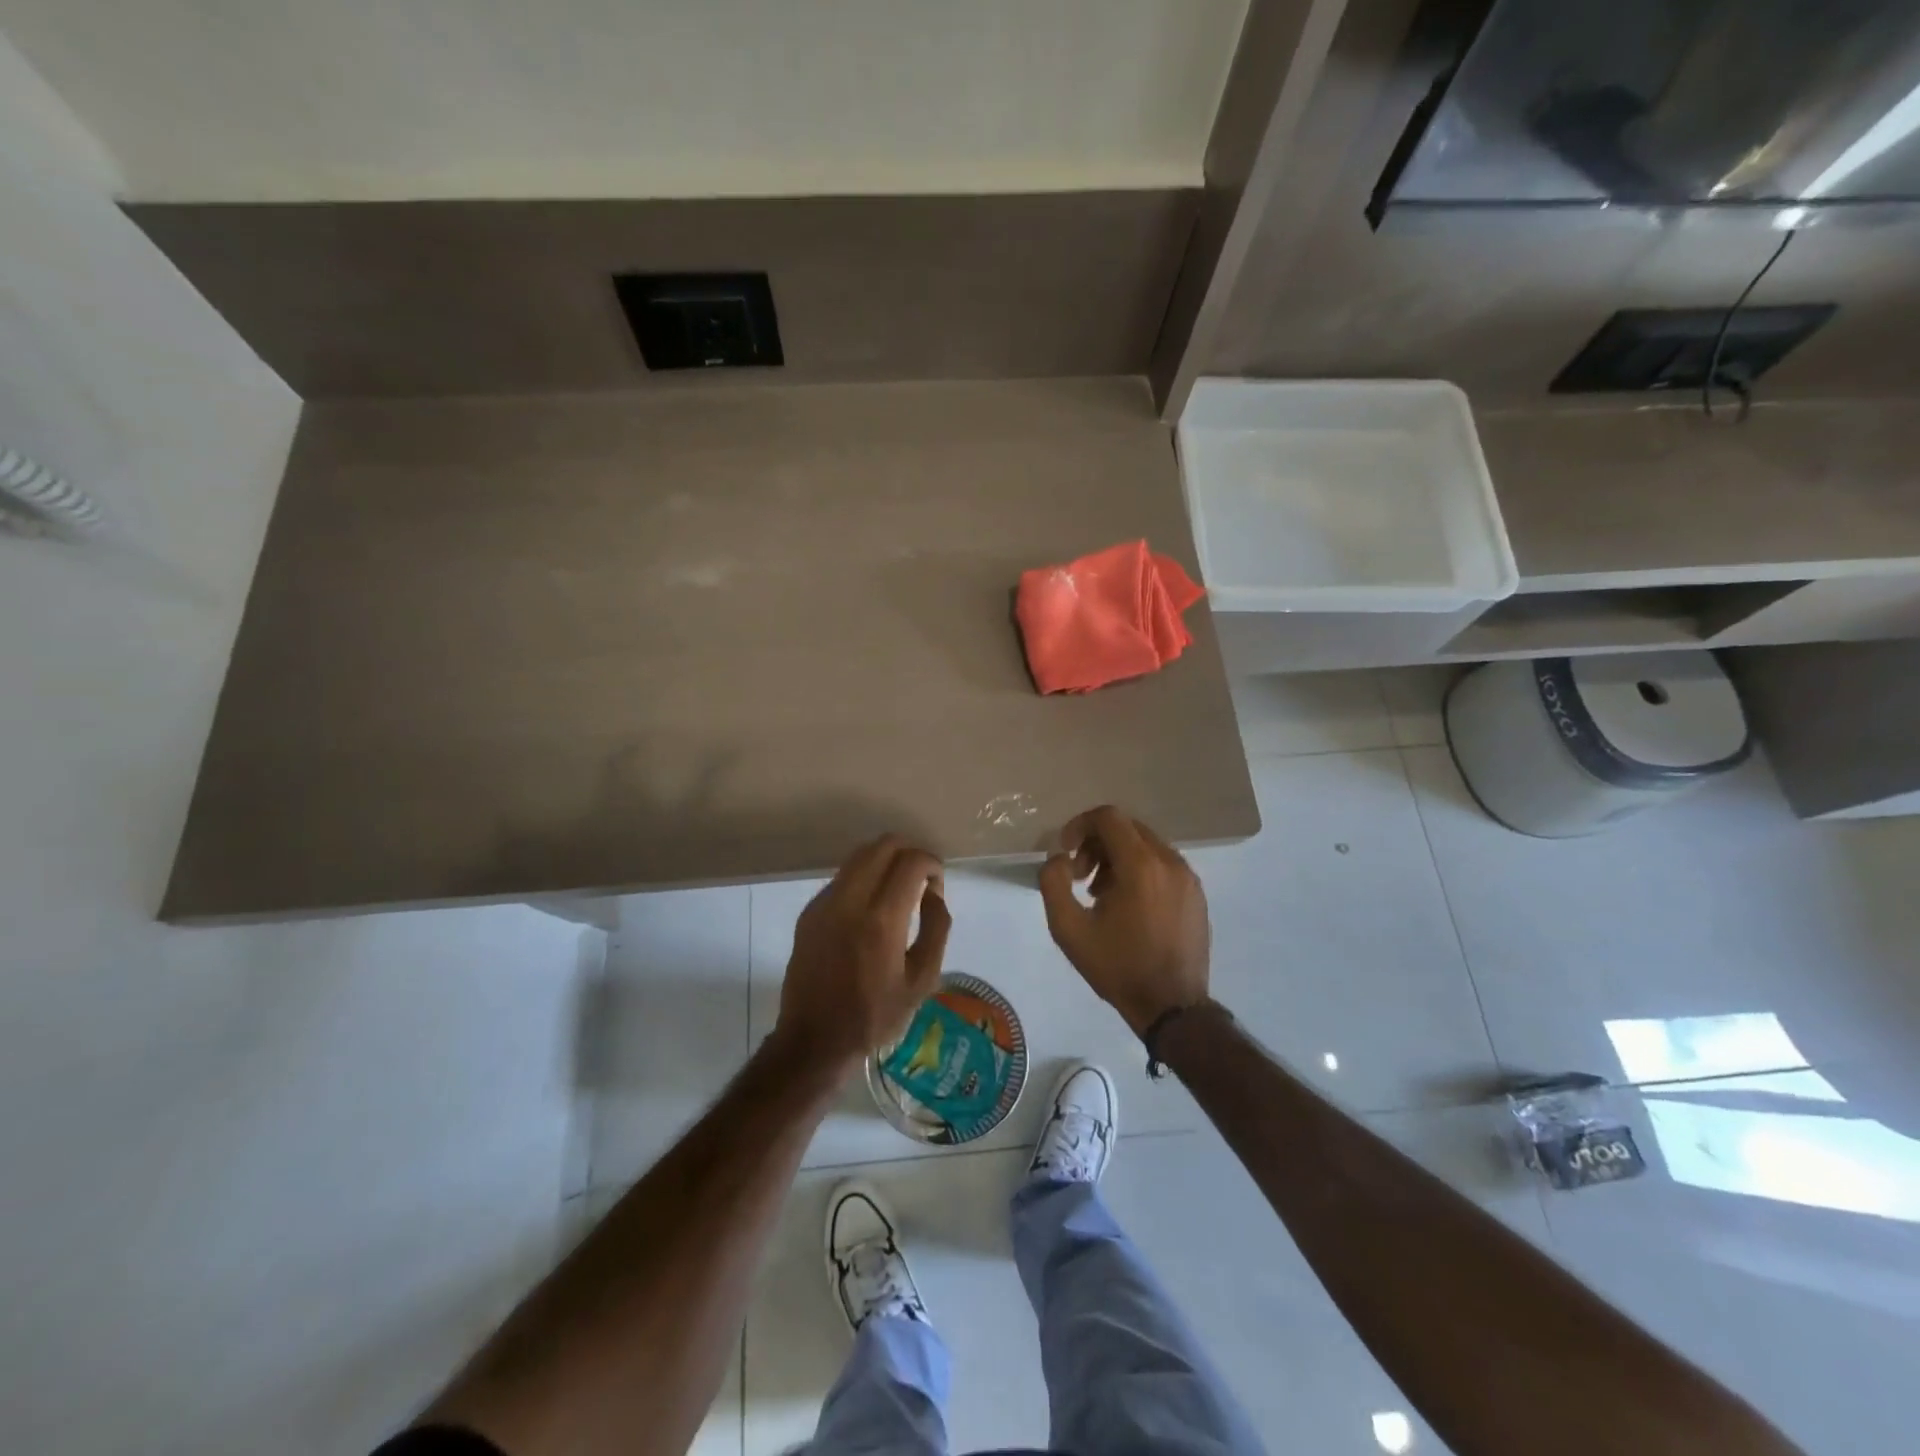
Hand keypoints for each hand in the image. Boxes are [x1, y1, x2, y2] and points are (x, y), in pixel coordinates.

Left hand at [773, 834, 951, 1077]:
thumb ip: (936, 928)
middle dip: (910, 853)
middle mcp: (850, 901)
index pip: (911, 862)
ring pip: (860, 855)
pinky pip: (843, 877)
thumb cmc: (874, 1016)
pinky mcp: (810, 912)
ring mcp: (824, 903)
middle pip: (883, 845)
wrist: (814, 1039)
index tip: (937, 885)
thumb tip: (933, 893)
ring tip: (898, 889)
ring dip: (886, 861)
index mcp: (881, 920)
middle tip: (921, 879)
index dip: (932, 864)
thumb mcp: (922, 980)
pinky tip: (871, 907)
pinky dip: (864, 877)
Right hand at [1039, 806, 1210, 1036]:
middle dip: (1097, 843)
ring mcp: (1188, 877)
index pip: (1109, 817)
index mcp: (1141, 865)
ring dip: (1117, 857)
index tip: (1066, 851)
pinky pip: (1163, 864)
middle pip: (1128, 828)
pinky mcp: (1196, 894)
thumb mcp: (1068, 929)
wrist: (1172, 1007)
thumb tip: (1059, 858)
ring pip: (1146, 845)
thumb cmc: (1118, 967)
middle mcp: (1170, 862)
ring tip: (1101, 893)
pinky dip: (1140, 870)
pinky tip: (1128, 905)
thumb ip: (1053, 883)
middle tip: (1079, 876)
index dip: (1080, 825)